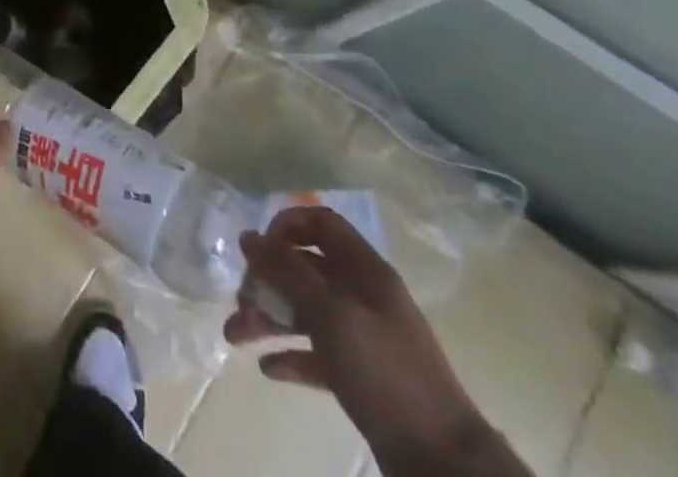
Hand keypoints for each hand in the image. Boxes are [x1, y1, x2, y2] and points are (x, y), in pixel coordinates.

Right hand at [226, 207, 490, 464]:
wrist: (443, 461)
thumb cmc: (384, 370)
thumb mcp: (330, 312)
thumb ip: (287, 270)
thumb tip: (248, 236)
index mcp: (364, 270)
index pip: (321, 223)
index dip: (287, 226)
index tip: (259, 248)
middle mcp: (363, 295)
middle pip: (306, 270)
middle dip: (267, 281)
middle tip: (240, 301)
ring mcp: (364, 337)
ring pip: (306, 312)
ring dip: (270, 319)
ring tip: (235, 335)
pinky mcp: (361, 377)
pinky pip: (317, 354)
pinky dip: (291, 355)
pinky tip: (267, 367)